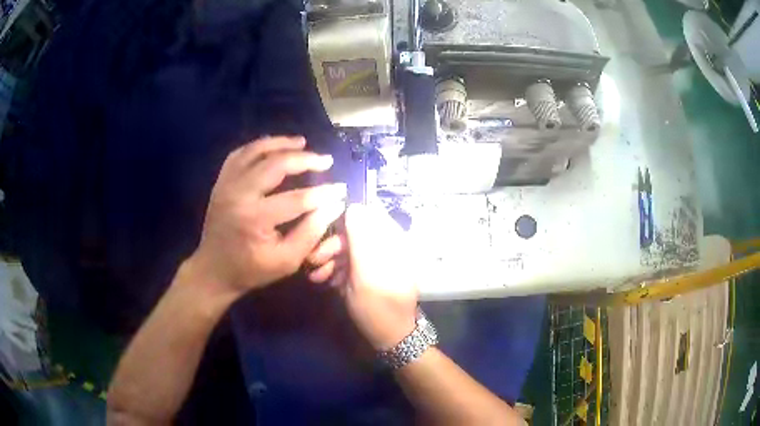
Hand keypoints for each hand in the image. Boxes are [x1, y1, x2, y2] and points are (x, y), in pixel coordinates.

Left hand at [186, 136, 346, 298]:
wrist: (214, 270)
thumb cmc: (251, 270)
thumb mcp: (286, 261)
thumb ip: (311, 233)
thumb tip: (334, 206)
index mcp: (255, 219)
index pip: (297, 199)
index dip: (323, 193)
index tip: (341, 189)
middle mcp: (239, 194)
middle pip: (275, 164)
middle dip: (305, 159)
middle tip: (325, 159)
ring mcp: (226, 184)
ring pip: (255, 151)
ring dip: (281, 143)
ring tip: (302, 142)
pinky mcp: (221, 182)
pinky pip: (239, 154)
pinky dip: (258, 146)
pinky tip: (273, 147)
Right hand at [307, 204, 417, 349]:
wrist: (391, 337)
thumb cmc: (379, 307)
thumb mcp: (366, 274)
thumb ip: (360, 239)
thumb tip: (354, 205)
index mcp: (393, 241)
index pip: (367, 215)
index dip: (343, 220)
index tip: (322, 232)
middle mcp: (388, 245)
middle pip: (356, 233)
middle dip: (332, 246)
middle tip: (313, 261)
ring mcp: (380, 260)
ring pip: (351, 250)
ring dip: (332, 261)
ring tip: (317, 277)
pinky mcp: (372, 272)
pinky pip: (353, 263)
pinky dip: (340, 271)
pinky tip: (329, 283)